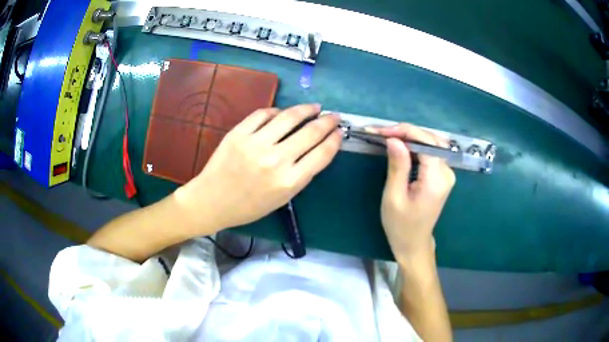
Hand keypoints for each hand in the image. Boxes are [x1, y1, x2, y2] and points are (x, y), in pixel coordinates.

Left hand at [175, 104, 342, 232]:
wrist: (212, 201)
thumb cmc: (249, 206)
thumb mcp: (282, 198)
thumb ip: (301, 174)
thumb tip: (316, 148)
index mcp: (289, 182)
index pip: (322, 154)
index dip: (335, 139)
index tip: (340, 132)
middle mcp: (276, 160)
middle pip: (311, 132)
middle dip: (327, 121)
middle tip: (333, 115)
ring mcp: (255, 144)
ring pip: (289, 117)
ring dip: (306, 109)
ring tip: (314, 107)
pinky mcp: (238, 133)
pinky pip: (263, 114)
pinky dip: (276, 111)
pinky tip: (282, 113)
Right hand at [375, 124, 454, 261]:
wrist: (413, 243)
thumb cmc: (400, 225)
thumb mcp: (394, 197)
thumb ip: (398, 166)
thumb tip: (394, 140)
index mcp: (436, 179)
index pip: (425, 143)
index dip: (404, 132)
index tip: (381, 131)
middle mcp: (447, 172)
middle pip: (431, 139)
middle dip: (407, 132)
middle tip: (383, 133)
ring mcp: (447, 173)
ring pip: (432, 143)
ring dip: (411, 136)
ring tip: (389, 136)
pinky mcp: (443, 175)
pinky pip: (431, 152)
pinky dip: (416, 145)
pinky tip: (402, 146)